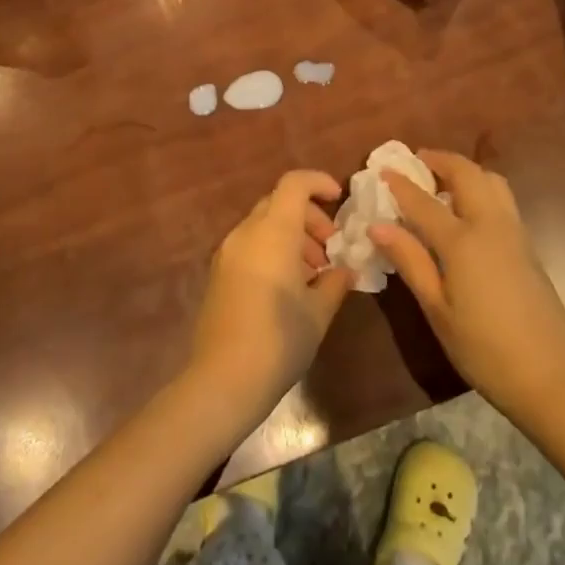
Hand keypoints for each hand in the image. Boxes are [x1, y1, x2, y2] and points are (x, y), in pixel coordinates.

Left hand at [189, 170, 353, 417]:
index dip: (319, 182)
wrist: (223, 381)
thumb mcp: (318, 312)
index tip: (339, 199)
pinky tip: (289, 286)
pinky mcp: (218, 275)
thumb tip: (345, 270)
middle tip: (330, 247)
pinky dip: (273, 250)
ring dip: (292, 235)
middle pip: (279, 203)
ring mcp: (227, 254)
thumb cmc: (279, 340)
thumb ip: (335, 282)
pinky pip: (251, 246)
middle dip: (309, 216)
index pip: (294, 183)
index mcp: (273, 232)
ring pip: (264, 225)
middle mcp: (246, 234)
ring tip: (314, 272)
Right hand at [372, 150, 564, 426]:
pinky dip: (481, 188)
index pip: (424, 201)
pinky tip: (467, 210)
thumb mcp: (438, 310)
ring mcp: (515, 233)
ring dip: (465, 170)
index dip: (400, 184)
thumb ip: (410, 261)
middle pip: (467, 174)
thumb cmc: (484, 349)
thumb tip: (378, 226)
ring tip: (443, 182)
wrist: (550, 376)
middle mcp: (491, 225)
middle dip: (440, 160)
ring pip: (491, 181)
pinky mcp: (528, 246)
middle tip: (417, 161)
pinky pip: (502, 199)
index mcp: (463, 241)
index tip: (382, 170)